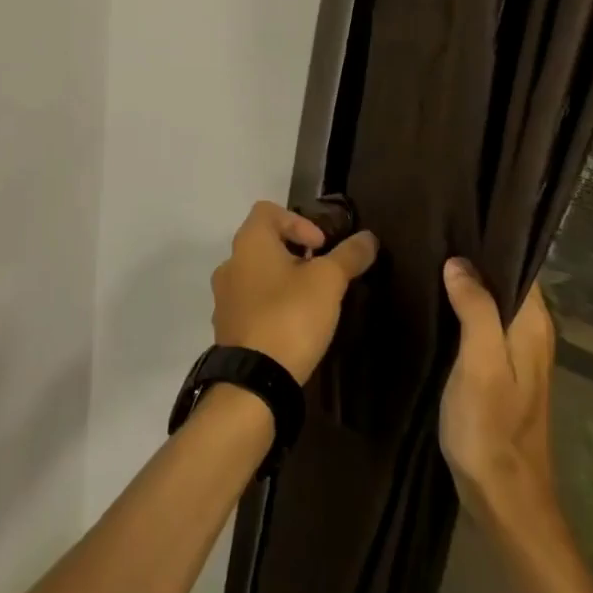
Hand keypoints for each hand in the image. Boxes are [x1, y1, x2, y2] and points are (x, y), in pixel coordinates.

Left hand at [210, 201, 378, 383]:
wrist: (254, 381)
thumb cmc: (290, 316)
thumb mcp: (329, 281)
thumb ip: (349, 255)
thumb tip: (368, 237)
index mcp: (249, 242)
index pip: (268, 211)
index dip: (299, 221)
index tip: (321, 247)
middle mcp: (230, 263)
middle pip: (264, 242)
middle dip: (295, 253)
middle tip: (321, 274)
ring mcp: (224, 297)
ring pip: (257, 274)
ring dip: (283, 280)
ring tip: (310, 302)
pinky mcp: (227, 327)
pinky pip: (251, 303)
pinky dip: (271, 305)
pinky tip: (293, 325)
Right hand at [438, 260, 557, 520]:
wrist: (504, 498)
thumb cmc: (491, 428)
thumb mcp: (480, 365)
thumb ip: (475, 311)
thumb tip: (459, 263)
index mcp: (533, 325)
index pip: (519, 265)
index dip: (490, 242)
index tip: (454, 221)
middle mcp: (532, 332)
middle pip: (506, 280)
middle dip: (474, 259)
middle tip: (431, 237)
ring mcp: (518, 353)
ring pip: (494, 301)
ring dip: (467, 285)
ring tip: (428, 261)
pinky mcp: (501, 370)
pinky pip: (485, 323)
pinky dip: (464, 309)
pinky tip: (436, 303)